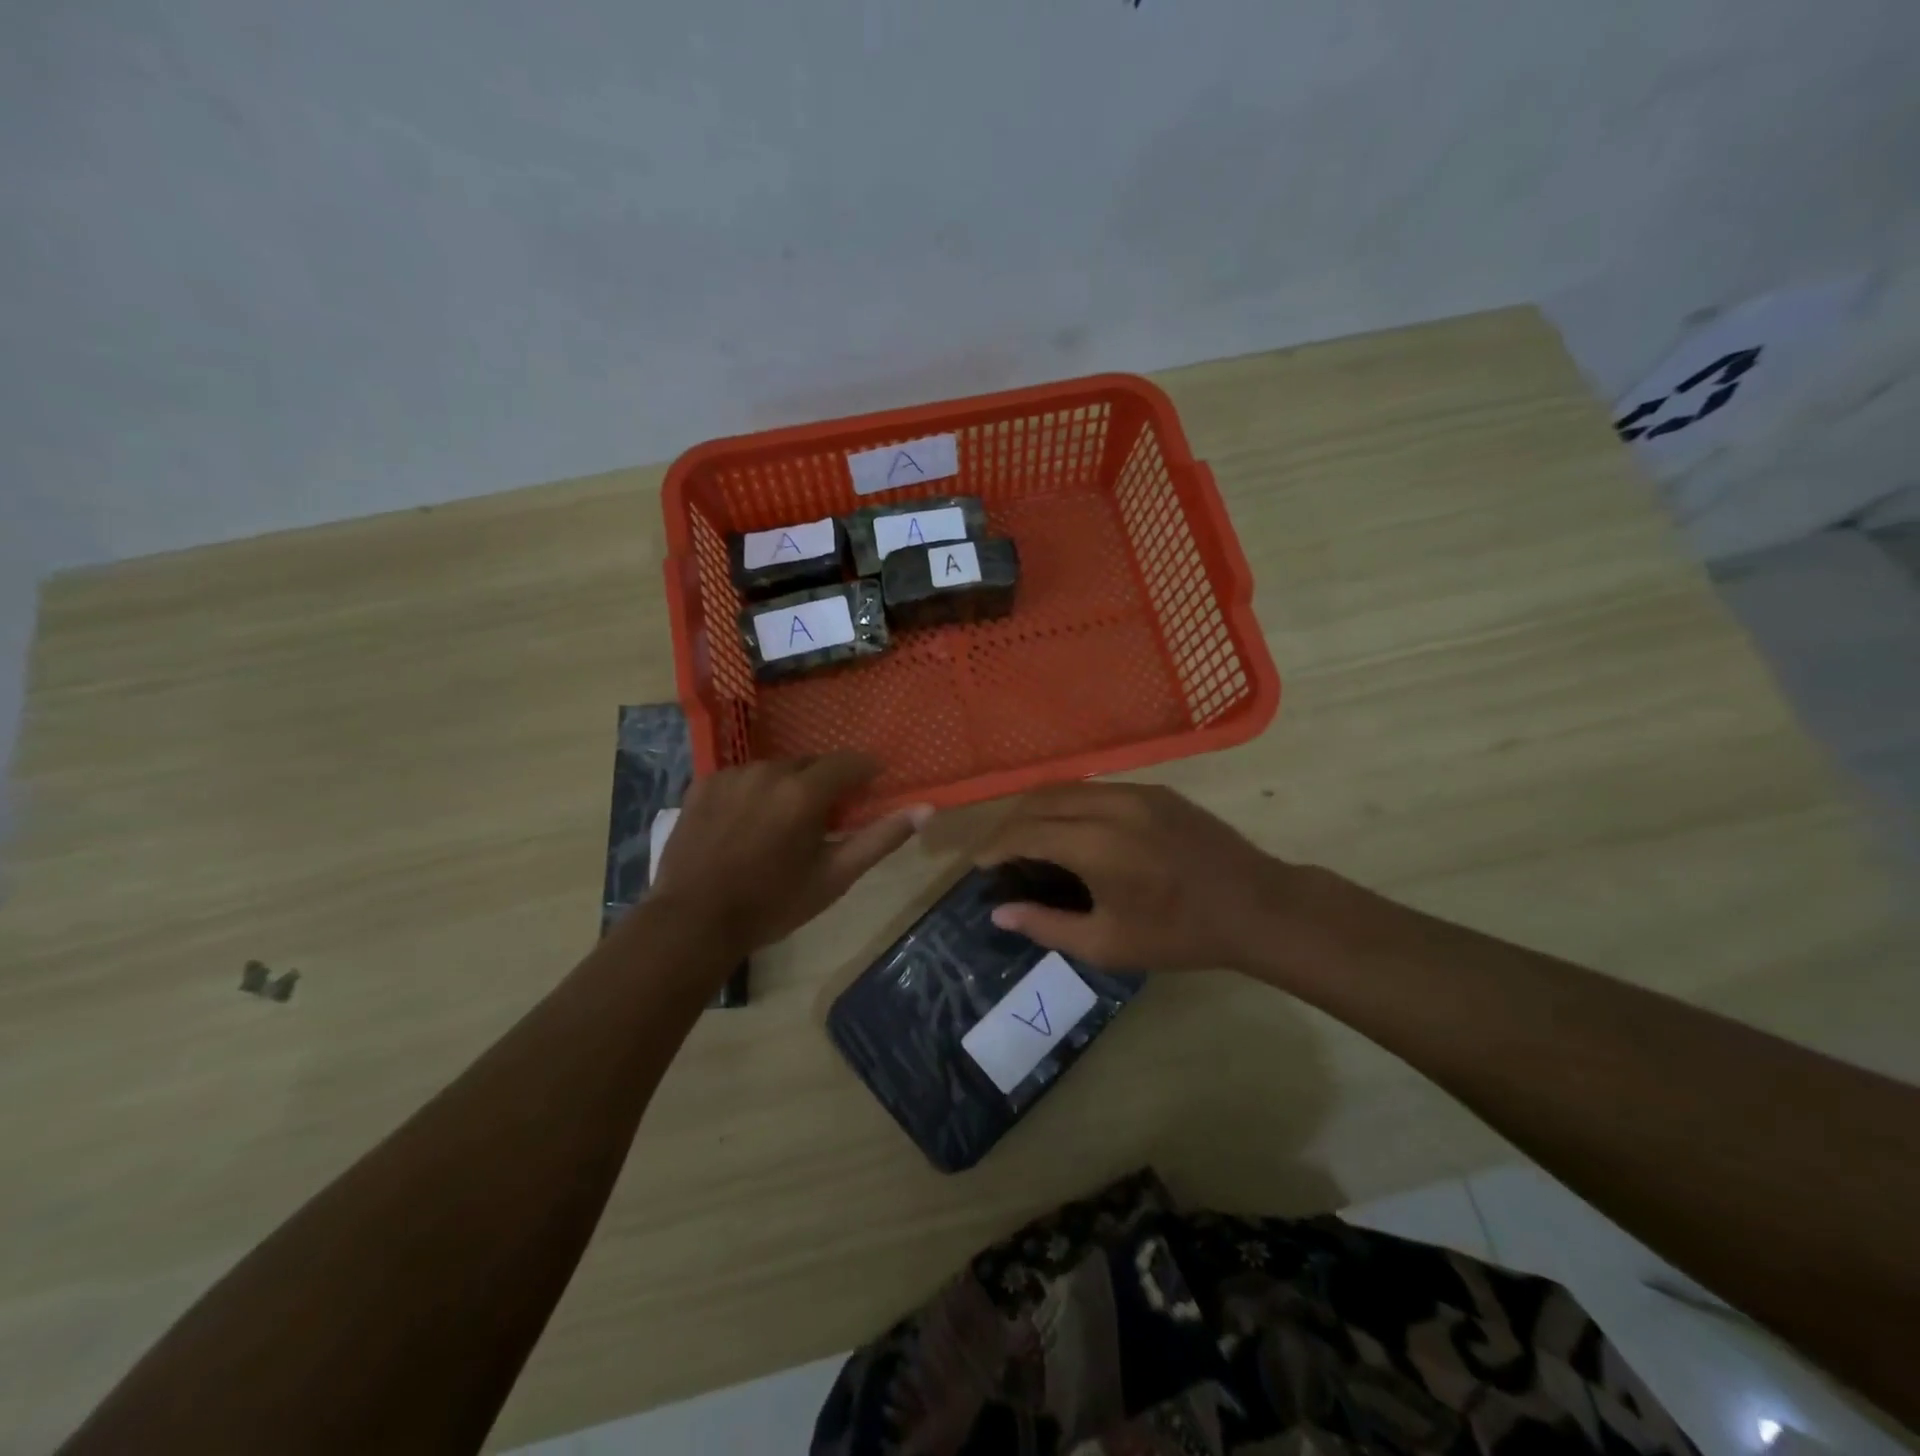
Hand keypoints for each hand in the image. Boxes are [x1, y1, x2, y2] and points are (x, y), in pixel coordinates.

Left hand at [651, 754, 927, 953]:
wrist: (694, 921)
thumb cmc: (772, 904)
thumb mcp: (834, 877)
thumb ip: (880, 838)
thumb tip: (926, 809)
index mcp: (804, 792)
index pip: (850, 762)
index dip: (866, 771)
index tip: (872, 785)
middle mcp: (768, 771)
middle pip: (811, 765)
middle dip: (824, 784)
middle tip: (824, 819)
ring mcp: (731, 775)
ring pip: (775, 770)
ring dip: (787, 788)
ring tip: (781, 825)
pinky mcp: (702, 784)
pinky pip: (742, 778)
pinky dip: (753, 793)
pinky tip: (746, 825)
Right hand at [973, 782, 1291, 972]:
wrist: (1255, 906)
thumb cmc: (1180, 934)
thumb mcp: (1108, 944)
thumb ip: (1047, 926)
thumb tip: (999, 913)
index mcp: (1096, 845)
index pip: (1026, 832)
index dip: (995, 847)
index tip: (980, 865)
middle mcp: (1110, 805)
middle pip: (1040, 800)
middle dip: (1010, 823)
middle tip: (1000, 853)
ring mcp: (1135, 791)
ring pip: (1067, 787)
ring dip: (1038, 809)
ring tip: (1030, 839)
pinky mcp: (1155, 790)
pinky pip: (1096, 787)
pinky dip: (1070, 803)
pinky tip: (1073, 829)